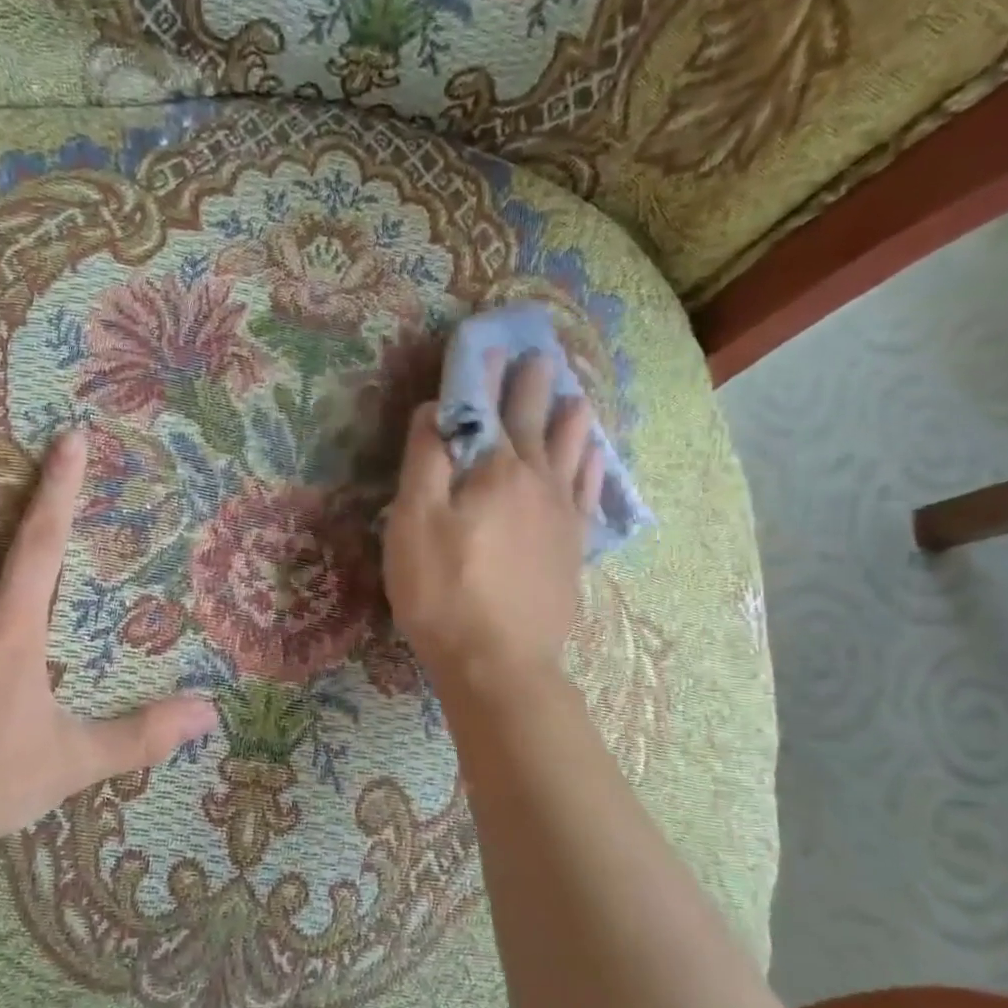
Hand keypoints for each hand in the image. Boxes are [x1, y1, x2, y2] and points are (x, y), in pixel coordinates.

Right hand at [383, 352, 605, 689]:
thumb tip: (436, 408)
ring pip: (572, 452)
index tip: (490, 346)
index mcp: (495, 470)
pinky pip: (588, 493)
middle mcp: (537, 481)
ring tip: (577, 397)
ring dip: (571, 420)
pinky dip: (591, 467)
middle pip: (535, 423)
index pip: (487, 409)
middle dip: (533, 387)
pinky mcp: (573, 548)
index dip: (485, 376)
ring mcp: (562, 516)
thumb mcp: (413, 524)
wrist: (499, 662)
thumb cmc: (443, 592)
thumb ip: (425, 461)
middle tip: (540, 357)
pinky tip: (594, 458)